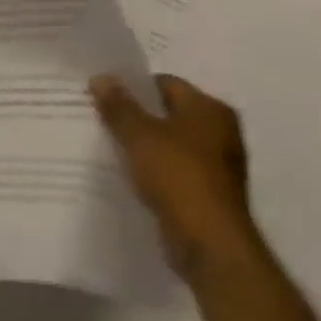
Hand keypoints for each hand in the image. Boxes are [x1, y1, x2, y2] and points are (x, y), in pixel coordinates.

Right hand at [92, 74, 257, 279]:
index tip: (103, 95)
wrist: (210, 243)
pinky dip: (154, 169)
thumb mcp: (138, 134)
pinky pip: (174, 169)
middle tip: (100, 117)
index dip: (132, 86)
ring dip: (143, 144)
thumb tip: (101, 77)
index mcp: (210, 109)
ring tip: (108, 145)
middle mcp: (220, 132)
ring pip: (170, 143)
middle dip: (136, 115)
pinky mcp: (209, 192)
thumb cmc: (177, 175)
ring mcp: (218, 165)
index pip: (165, 83)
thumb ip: (118, 105)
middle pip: (168, 113)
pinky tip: (129, 174)